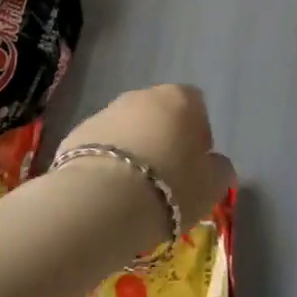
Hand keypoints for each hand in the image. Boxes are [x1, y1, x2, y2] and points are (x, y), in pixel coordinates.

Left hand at [56, 85, 235, 245]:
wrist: (101, 200)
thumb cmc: (170, 187)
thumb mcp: (212, 186)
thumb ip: (219, 169)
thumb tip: (215, 164)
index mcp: (179, 99)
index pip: (196, 105)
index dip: (198, 133)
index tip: (195, 164)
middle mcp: (141, 96)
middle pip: (159, 113)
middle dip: (164, 138)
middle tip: (166, 178)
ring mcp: (105, 111)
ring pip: (127, 128)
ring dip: (133, 149)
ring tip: (134, 189)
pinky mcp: (77, 133)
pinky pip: (100, 146)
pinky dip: (105, 162)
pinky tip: (107, 191)